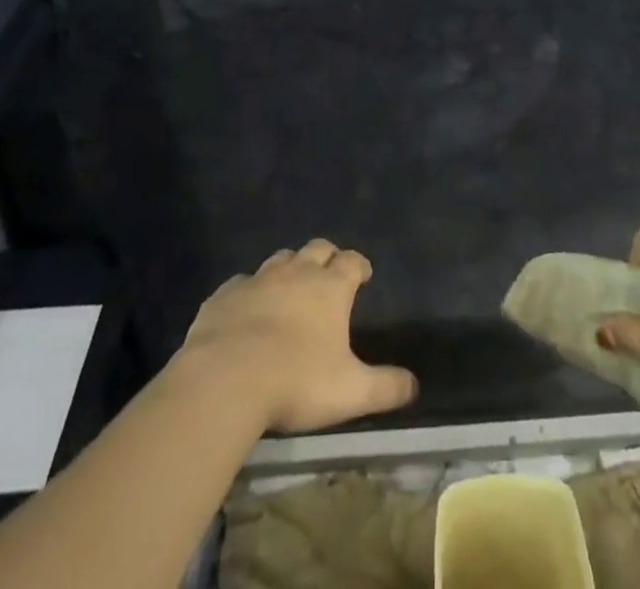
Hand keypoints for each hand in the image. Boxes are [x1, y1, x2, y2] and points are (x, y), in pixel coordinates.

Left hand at [179, 238, 417, 433]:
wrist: (225, 379)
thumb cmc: (296, 381)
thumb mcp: (350, 391)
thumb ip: (385, 387)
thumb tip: (415, 385)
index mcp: (330, 287)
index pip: (352, 261)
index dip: (360, 265)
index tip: (364, 275)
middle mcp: (297, 273)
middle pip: (317, 249)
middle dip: (327, 257)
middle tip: (329, 274)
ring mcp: (258, 280)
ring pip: (280, 259)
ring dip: (289, 268)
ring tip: (290, 287)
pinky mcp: (224, 295)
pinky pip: (241, 283)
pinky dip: (249, 290)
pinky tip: (246, 307)